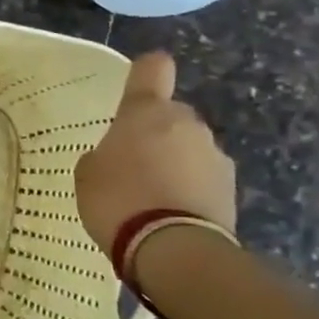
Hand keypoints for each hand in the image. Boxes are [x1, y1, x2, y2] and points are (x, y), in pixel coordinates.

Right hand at [75, 51, 235, 257]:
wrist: (173, 248)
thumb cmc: (117, 199)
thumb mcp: (87, 175)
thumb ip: (102, 155)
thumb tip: (116, 157)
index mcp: (146, 111)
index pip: (153, 69)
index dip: (145, 71)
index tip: (138, 82)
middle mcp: (186, 124)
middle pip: (170, 116)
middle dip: (155, 133)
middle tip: (130, 162)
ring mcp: (214, 156)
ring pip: (189, 148)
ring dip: (174, 162)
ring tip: (149, 195)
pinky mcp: (231, 189)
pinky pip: (201, 178)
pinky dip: (188, 189)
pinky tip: (168, 213)